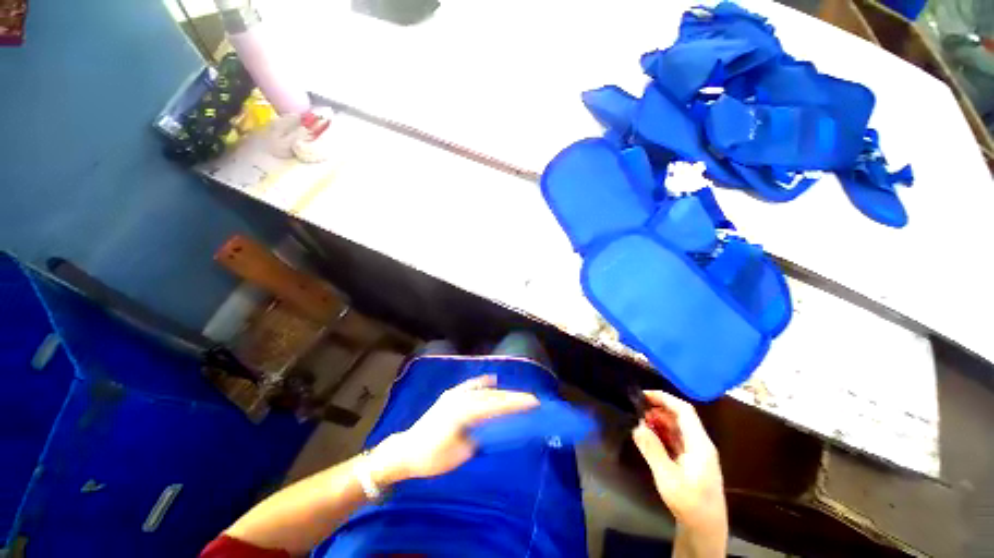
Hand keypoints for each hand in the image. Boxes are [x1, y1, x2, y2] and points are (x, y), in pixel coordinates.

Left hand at [371, 375, 538, 483]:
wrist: (406, 450)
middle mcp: (461, 398)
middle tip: (530, 399)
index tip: (533, 402)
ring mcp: (454, 395)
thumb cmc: (432, 457)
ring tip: (515, 396)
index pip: (496, 405)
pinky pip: (470, 386)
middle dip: (512, 397)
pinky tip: (491, 381)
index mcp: (465, 412)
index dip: (515, 403)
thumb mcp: (460, 452)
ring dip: (501, 392)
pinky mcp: (449, 396)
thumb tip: (496, 429)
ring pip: (483, 390)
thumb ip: (480, 437)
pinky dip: (482, 383)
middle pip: (492, 395)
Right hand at [632, 391, 727, 552]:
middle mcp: (700, 444)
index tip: (644, 395)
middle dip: (659, 409)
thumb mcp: (667, 476)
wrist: (705, 529)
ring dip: (660, 421)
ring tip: (641, 422)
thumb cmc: (689, 502)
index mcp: (699, 444)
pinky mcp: (692, 461)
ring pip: (678, 428)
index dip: (665, 398)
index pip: (684, 411)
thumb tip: (637, 426)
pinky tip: (650, 436)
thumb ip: (652, 449)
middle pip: (681, 417)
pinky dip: (662, 433)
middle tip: (638, 410)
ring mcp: (697, 453)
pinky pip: (676, 439)